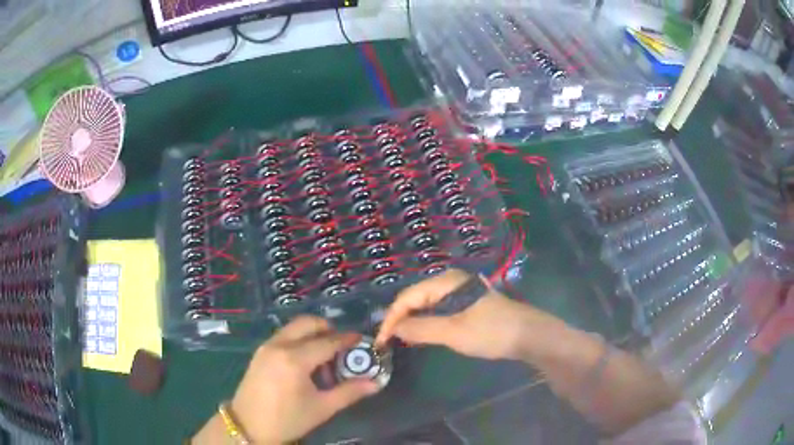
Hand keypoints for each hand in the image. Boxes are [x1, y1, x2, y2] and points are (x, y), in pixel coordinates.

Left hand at [231, 316, 380, 443]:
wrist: (248, 426)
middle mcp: (279, 345)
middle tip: (342, 346)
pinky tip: (304, 363)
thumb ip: (349, 392)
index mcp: (295, 359)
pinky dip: (298, 340)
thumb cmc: (287, 419)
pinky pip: (284, 336)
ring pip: (294, 328)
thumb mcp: (321, 408)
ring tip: (323, 358)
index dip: (347, 339)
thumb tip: (375, 383)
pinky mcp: (259, 352)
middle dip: (328, 329)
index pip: (327, 342)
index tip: (362, 340)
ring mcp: (266, 347)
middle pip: (307, 323)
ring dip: (312, 334)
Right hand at [375, 269, 561, 360]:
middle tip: (389, 341)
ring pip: (427, 303)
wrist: (529, 334)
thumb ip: (421, 329)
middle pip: (416, 297)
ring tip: (401, 339)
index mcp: (446, 282)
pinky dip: (427, 321)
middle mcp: (451, 281)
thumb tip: (394, 328)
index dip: (392, 318)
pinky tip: (423, 334)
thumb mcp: (453, 332)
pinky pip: (439, 309)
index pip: (407, 297)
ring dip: (413, 320)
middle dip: (400, 318)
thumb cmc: (491, 332)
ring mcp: (460, 291)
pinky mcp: (468, 302)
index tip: (382, 341)